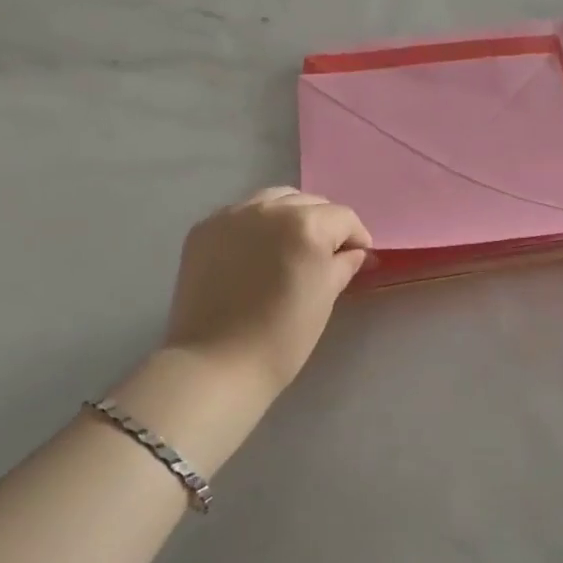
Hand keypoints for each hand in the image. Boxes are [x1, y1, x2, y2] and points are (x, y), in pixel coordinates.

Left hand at [164, 188, 372, 400]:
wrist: (216, 363)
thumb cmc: (282, 337)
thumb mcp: (324, 298)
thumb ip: (343, 265)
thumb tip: (355, 252)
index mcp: (306, 225)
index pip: (343, 217)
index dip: (356, 237)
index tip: (357, 258)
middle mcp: (269, 209)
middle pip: (308, 202)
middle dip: (323, 224)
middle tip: (324, 255)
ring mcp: (232, 215)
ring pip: (272, 200)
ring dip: (288, 217)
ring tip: (288, 248)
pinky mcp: (204, 229)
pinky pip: (240, 214)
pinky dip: (255, 226)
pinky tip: (253, 253)